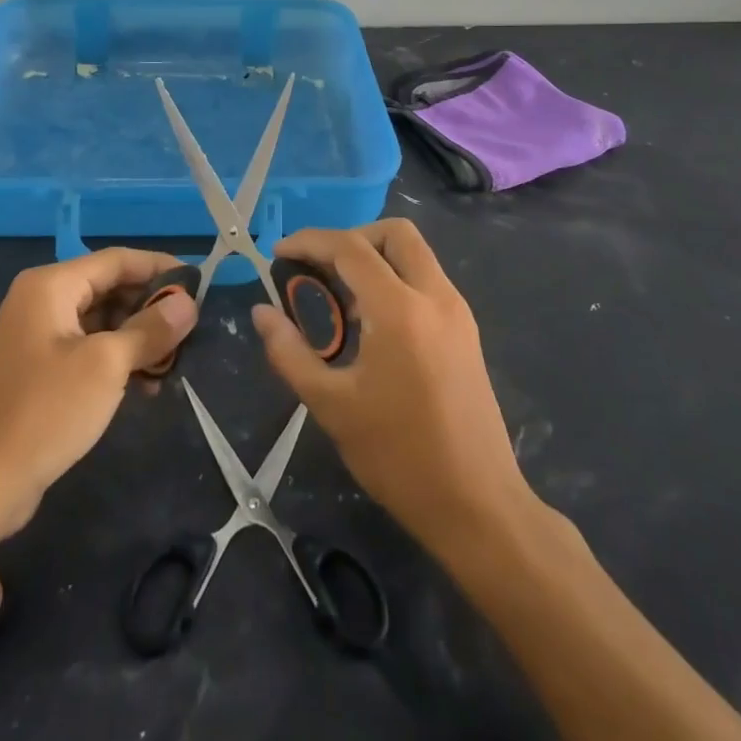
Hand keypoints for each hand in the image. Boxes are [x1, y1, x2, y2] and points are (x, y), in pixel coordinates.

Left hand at [0, 248, 196, 546]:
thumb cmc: (45, 411)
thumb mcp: (106, 366)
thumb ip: (150, 329)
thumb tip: (188, 302)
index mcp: (51, 286)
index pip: (117, 260)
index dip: (160, 267)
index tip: (200, 285)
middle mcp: (41, 301)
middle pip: (109, 288)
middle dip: (150, 307)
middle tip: (191, 329)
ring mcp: (37, 336)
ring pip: (101, 321)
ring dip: (138, 337)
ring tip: (174, 361)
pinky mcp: (38, 370)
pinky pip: (87, 349)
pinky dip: (117, 360)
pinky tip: (145, 385)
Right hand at [252, 220, 531, 555]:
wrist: (478, 507)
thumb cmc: (399, 457)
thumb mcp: (332, 406)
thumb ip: (290, 353)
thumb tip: (262, 313)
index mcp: (400, 310)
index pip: (350, 248)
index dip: (310, 241)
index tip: (279, 254)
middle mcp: (435, 297)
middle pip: (394, 233)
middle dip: (351, 237)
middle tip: (318, 268)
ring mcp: (457, 313)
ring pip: (415, 255)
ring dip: (375, 259)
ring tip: (340, 300)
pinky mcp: (466, 333)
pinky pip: (426, 282)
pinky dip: (395, 281)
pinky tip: (371, 324)